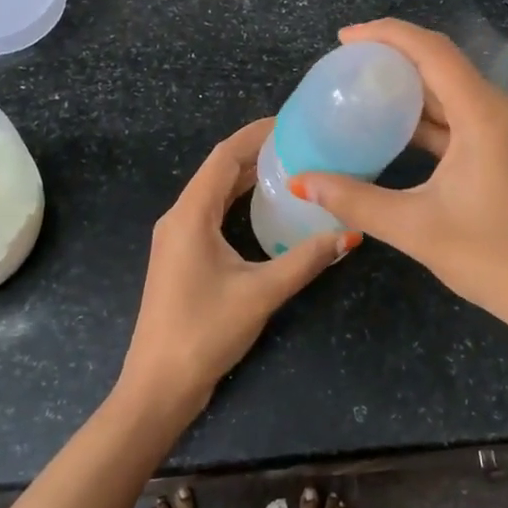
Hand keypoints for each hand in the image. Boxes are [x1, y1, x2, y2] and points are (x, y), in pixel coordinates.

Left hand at [119, 119, 352, 416]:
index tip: (291, 121)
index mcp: (190, 215)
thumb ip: (305, 260)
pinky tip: (265, 207)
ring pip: (214, 192)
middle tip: (301, 143)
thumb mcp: (261, 293)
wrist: (158, 386)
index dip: (256, 134)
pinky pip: (211, 213)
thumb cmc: (205, 332)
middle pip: (218, 170)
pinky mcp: (181, 256)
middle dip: (256, 152)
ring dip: (246, 176)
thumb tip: (348, 235)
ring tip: (290, 166)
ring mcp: (177, 238)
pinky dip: (237, 201)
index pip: (224, 157)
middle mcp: (179, 217)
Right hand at [288, 19, 507, 342]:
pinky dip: (432, 118)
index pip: (433, 51)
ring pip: (456, 92)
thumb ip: (355, 200)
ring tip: (363, 93)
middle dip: (395, 60)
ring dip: (413, 90)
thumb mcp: (416, 228)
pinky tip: (398, 131)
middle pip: (444, 66)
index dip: (387, 34)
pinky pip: (468, 117)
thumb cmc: (494, 259)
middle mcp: (506, 109)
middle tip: (346, 66)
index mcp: (486, 115)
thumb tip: (302, 181)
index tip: (345, 38)